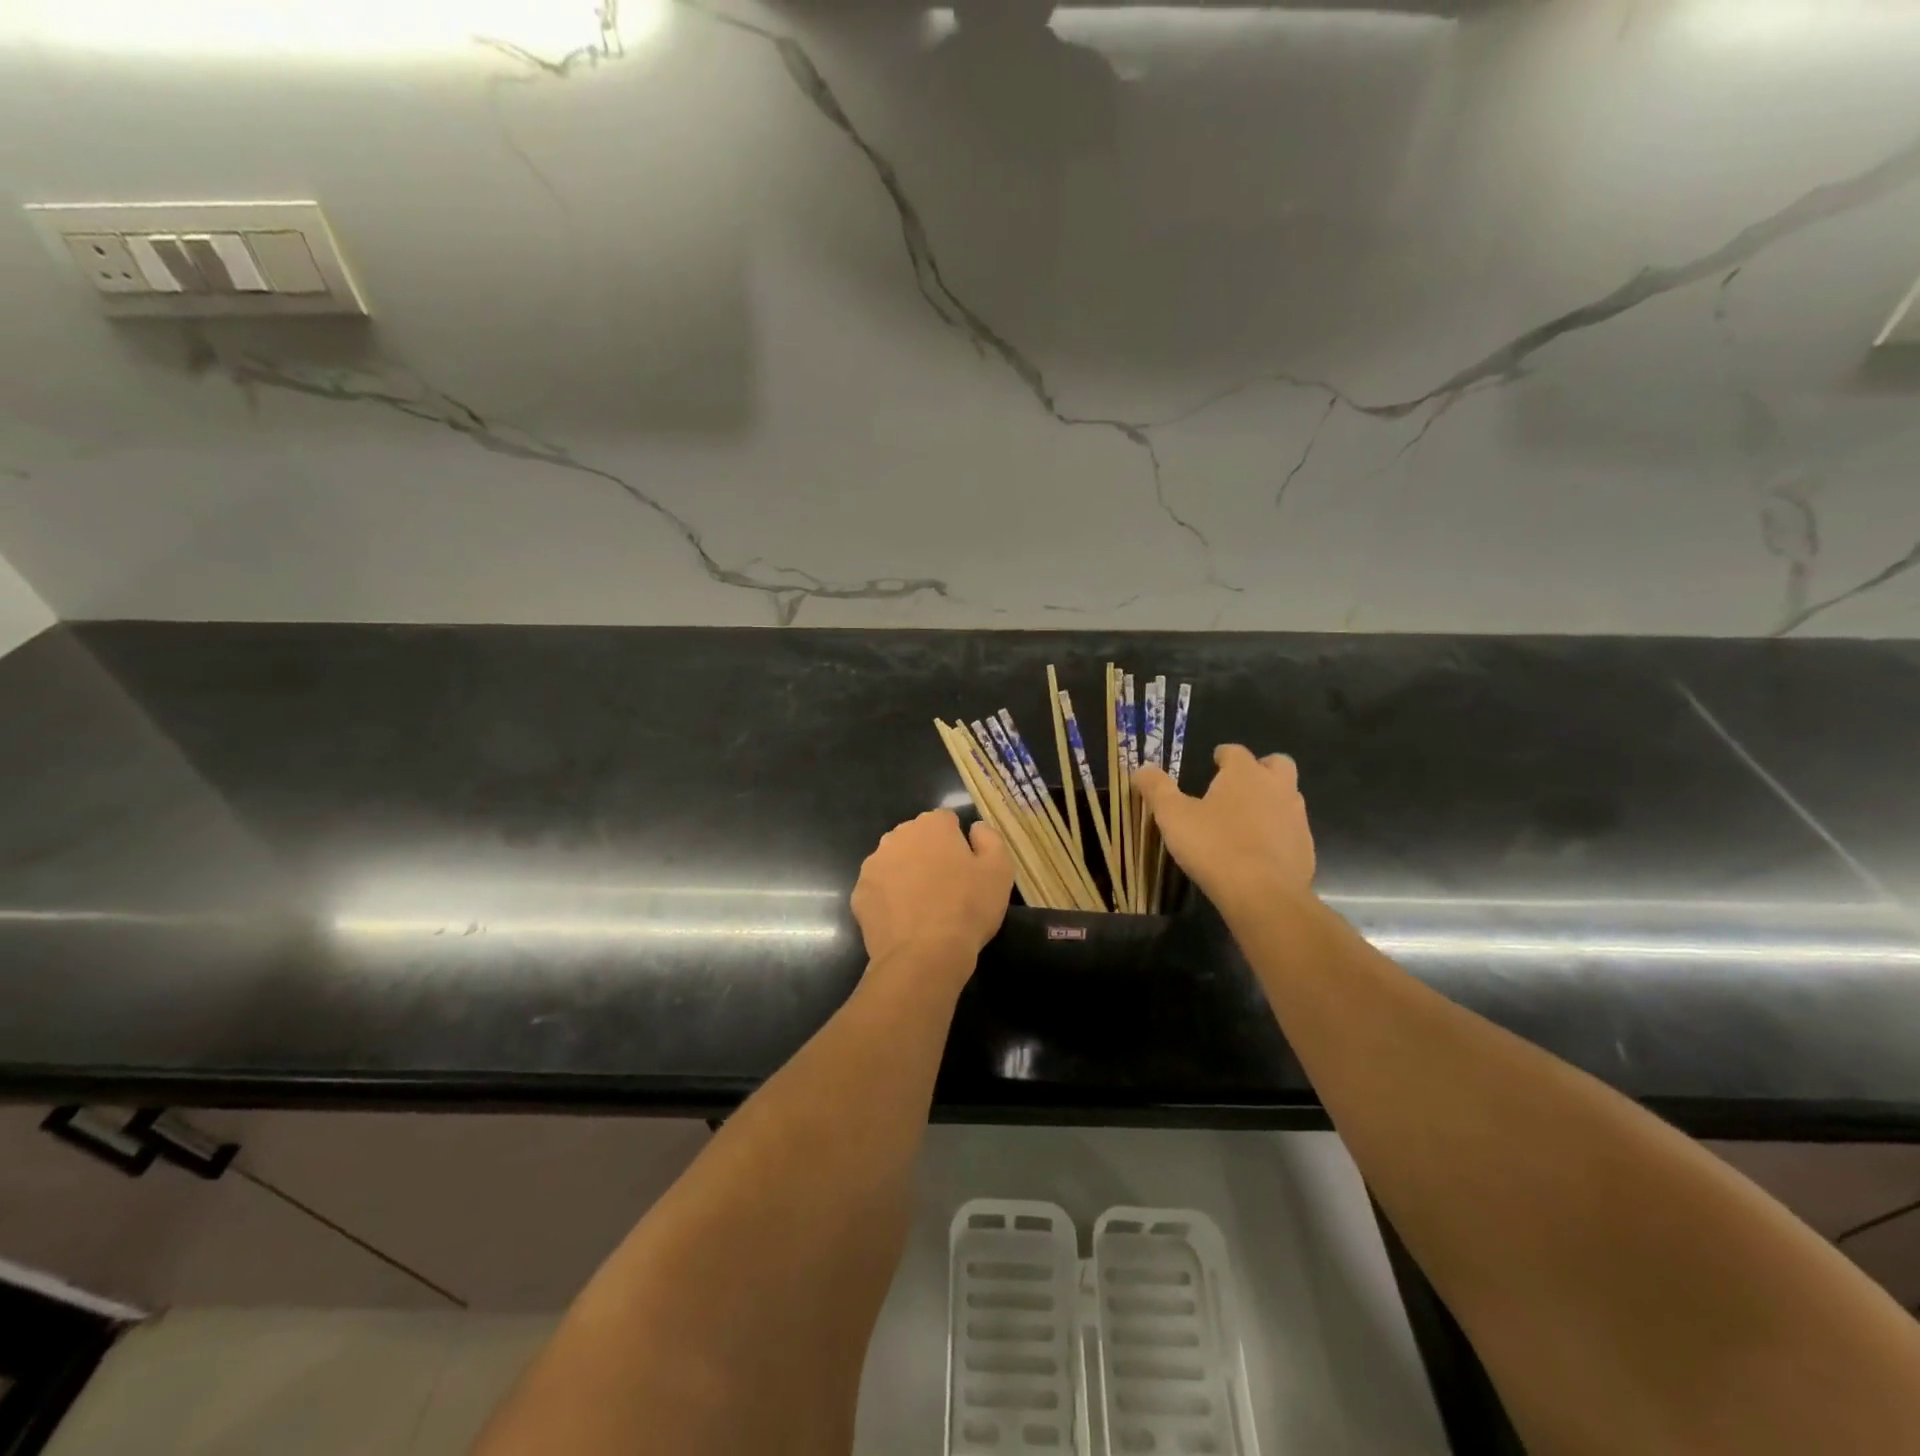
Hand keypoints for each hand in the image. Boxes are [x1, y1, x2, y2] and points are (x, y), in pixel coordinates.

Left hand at [851, 809, 1013, 976]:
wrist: (924, 955)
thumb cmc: (967, 908)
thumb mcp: (999, 870)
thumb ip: (990, 839)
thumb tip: (975, 828)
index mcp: (931, 825)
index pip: (946, 820)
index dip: (958, 842)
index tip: (967, 867)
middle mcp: (896, 836)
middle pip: (916, 838)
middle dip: (929, 854)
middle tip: (946, 886)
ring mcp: (873, 865)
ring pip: (894, 862)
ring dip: (906, 874)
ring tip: (923, 906)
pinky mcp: (859, 894)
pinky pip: (879, 890)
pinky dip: (889, 899)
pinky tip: (904, 920)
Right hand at [1133, 745, 1315, 913]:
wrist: (1263, 894)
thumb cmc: (1213, 846)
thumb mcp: (1172, 816)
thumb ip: (1157, 789)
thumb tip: (1142, 768)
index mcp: (1245, 774)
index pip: (1236, 752)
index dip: (1224, 755)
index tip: (1215, 761)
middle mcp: (1277, 788)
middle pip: (1277, 764)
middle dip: (1261, 768)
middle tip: (1240, 783)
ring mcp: (1296, 817)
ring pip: (1288, 797)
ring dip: (1271, 800)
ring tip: (1247, 819)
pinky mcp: (1306, 847)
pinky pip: (1292, 830)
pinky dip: (1278, 833)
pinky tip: (1260, 851)